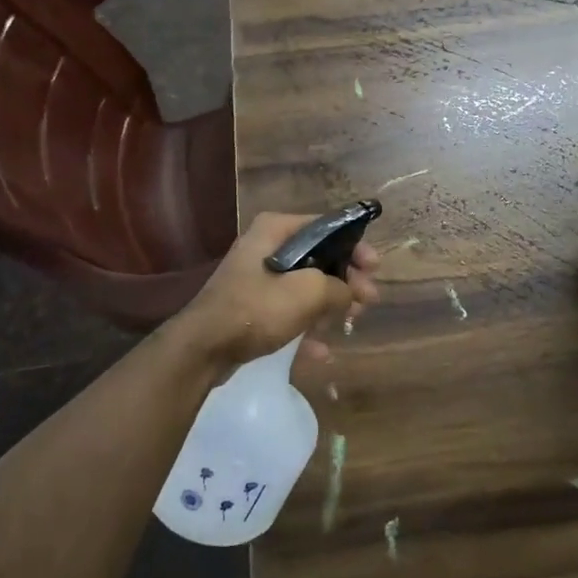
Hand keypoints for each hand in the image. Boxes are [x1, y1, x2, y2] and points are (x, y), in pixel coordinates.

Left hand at [173, 213, 381, 369]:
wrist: (202, 348)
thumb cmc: (257, 308)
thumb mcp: (308, 292)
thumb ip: (338, 287)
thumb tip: (350, 292)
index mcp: (276, 229)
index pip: (327, 226)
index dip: (355, 246)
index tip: (374, 268)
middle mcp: (265, 247)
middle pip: (318, 257)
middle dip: (345, 280)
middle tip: (368, 300)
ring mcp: (255, 278)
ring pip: (304, 287)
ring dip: (329, 305)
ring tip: (351, 323)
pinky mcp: (249, 308)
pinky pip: (286, 312)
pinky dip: (305, 327)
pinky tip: (321, 351)